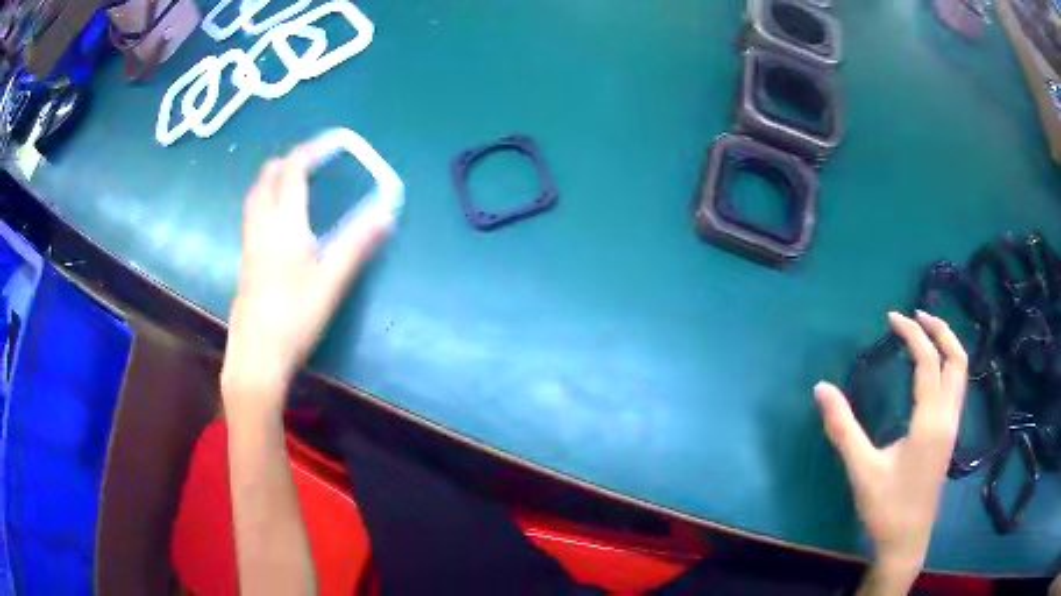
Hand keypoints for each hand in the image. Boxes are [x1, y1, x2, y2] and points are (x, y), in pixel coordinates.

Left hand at [221, 144, 394, 412]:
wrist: (257, 356)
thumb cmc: (295, 317)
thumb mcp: (331, 282)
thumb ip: (357, 245)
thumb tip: (386, 214)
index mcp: (284, 226)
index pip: (291, 174)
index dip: (308, 153)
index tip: (329, 144)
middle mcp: (261, 228)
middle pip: (265, 181)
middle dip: (284, 163)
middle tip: (306, 160)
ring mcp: (249, 246)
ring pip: (254, 200)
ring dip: (270, 181)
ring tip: (289, 182)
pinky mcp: (245, 264)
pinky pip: (252, 218)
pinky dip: (264, 202)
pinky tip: (276, 221)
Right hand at [815, 311, 966, 590]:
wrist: (906, 541)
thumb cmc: (886, 508)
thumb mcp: (862, 470)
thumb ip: (843, 428)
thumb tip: (821, 388)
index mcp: (930, 421)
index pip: (929, 361)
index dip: (912, 334)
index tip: (892, 318)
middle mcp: (948, 417)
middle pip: (957, 358)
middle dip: (940, 330)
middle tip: (917, 315)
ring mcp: (952, 427)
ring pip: (961, 373)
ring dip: (947, 346)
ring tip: (926, 334)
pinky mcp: (949, 437)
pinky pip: (957, 387)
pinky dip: (948, 366)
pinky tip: (931, 373)